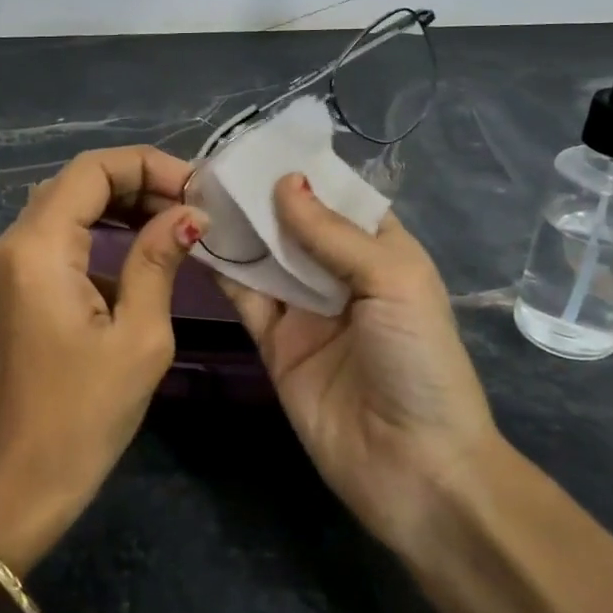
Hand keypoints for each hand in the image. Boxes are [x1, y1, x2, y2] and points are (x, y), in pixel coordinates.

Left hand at [0, 146, 206, 572]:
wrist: (15, 484)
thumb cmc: (82, 417)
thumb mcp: (138, 338)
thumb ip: (158, 262)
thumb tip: (188, 215)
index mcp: (38, 247)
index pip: (92, 169)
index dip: (149, 166)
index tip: (198, 189)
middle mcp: (12, 243)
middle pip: (76, 181)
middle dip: (137, 182)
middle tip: (191, 206)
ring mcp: (6, 265)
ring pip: (65, 206)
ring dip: (118, 204)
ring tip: (173, 221)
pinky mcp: (11, 288)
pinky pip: (56, 238)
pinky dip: (98, 232)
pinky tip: (137, 254)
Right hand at [216, 174, 499, 556]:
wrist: (414, 469)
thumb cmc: (418, 362)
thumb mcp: (392, 282)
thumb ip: (333, 233)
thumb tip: (285, 181)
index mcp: (381, 253)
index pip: (338, 199)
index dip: (303, 171)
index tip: (256, 144)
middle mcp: (340, 274)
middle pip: (294, 224)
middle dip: (260, 195)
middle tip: (211, 162)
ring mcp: (304, 308)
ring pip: (264, 255)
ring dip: (236, 226)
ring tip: (194, 188)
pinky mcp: (273, 340)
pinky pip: (244, 295)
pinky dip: (221, 267)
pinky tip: (193, 236)